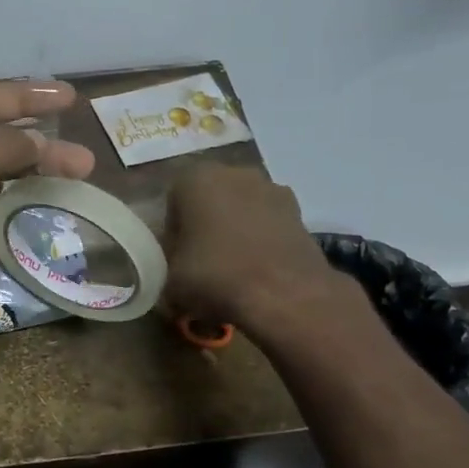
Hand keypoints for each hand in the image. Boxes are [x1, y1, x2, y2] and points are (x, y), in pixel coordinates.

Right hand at [161, 165, 352, 333]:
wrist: (284, 294)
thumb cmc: (215, 277)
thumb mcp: (170, 282)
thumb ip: (168, 269)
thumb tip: (177, 276)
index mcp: (195, 179)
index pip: (172, 205)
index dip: (172, 235)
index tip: (176, 261)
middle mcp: (235, 173)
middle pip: (210, 202)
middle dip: (205, 228)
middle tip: (201, 265)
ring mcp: (272, 189)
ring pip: (242, 212)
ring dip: (236, 234)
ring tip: (233, 272)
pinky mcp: (300, 212)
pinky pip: (269, 225)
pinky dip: (262, 243)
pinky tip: (259, 273)